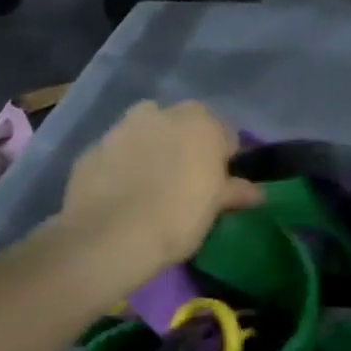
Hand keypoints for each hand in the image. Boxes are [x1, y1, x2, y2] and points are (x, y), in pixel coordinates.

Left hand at [55, 100, 263, 288]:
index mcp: (201, 122)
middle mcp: (163, 113)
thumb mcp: (215, 208)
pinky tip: (123, 195)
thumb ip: (236, 191)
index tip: (219, 183)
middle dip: (187, 146)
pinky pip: (118, 152)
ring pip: (147, 133)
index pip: (225, 134)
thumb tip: (257, 192)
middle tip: (186, 182)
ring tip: (152, 186)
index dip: (224, 158)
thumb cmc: (178, 217)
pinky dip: (123, 165)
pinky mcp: (92, 148)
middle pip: (184, 125)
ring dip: (153, 150)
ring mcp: (123, 127)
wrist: (109, 237)